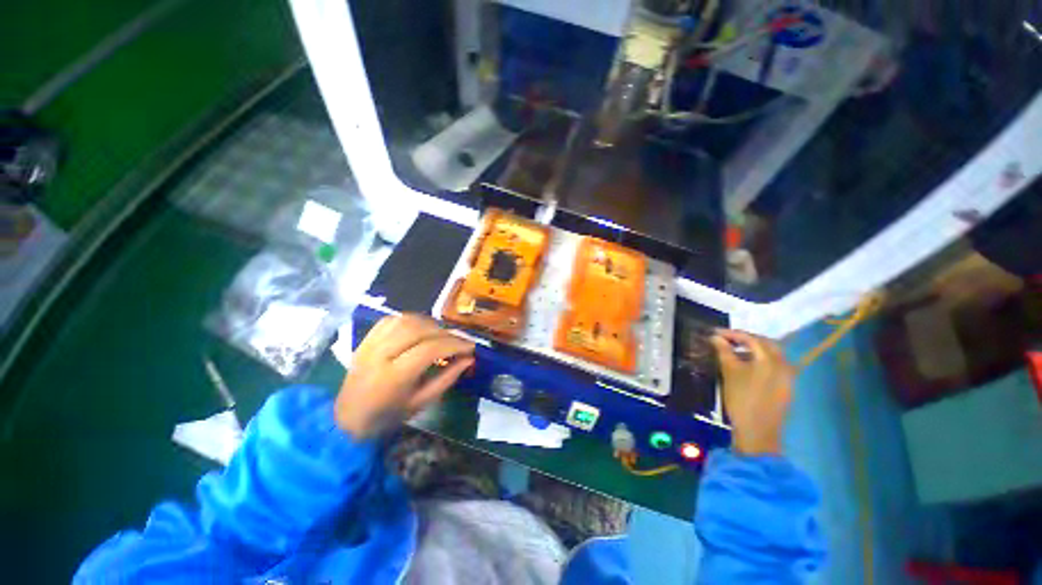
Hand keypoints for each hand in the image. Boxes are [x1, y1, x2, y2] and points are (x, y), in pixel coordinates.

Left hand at [335, 314, 474, 438]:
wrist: (348, 418)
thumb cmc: (388, 415)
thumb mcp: (422, 402)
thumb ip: (447, 378)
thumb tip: (469, 359)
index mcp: (393, 376)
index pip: (430, 349)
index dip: (454, 344)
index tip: (471, 347)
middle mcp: (380, 354)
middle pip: (419, 329)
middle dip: (445, 333)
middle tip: (458, 342)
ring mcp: (370, 344)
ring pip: (406, 320)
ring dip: (430, 323)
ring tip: (441, 335)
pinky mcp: (366, 339)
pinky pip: (392, 319)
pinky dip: (412, 320)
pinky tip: (421, 329)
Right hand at [709, 330, 794, 455]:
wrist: (757, 430)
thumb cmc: (741, 398)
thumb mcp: (729, 372)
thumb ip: (723, 351)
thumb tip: (716, 337)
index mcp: (770, 359)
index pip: (751, 338)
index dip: (732, 334)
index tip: (715, 333)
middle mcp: (783, 364)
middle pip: (766, 343)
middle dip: (746, 339)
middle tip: (727, 339)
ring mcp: (788, 376)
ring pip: (772, 354)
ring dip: (754, 349)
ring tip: (735, 351)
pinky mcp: (786, 386)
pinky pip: (775, 365)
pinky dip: (761, 360)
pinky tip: (747, 365)